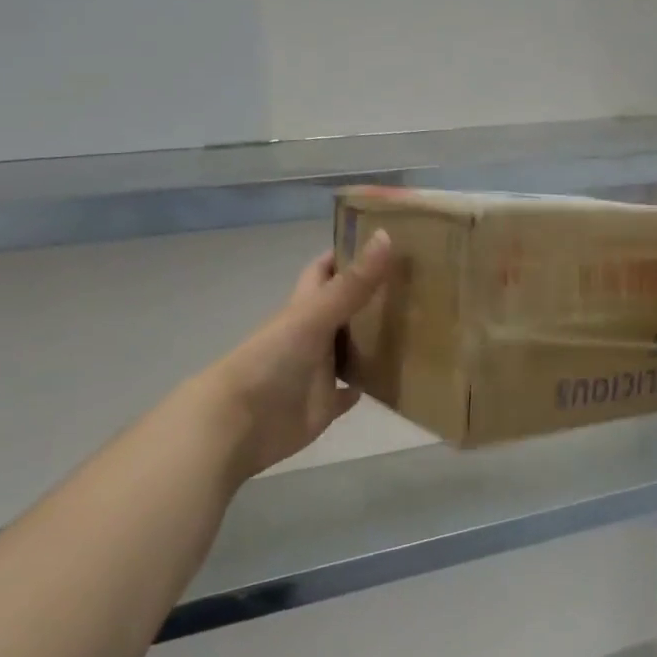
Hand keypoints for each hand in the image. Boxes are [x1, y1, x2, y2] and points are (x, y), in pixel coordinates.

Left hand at [199, 230, 393, 481]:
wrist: (239, 422)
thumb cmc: (272, 359)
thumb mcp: (315, 315)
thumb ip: (353, 283)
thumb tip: (386, 234)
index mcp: (306, 306)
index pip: (325, 270)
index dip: (347, 253)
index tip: (382, 239)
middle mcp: (313, 333)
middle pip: (345, 307)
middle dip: (373, 295)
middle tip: (416, 283)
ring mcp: (319, 370)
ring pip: (351, 348)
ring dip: (375, 340)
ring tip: (417, 326)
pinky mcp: (324, 405)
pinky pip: (349, 392)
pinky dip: (366, 384)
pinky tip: (391, 378)